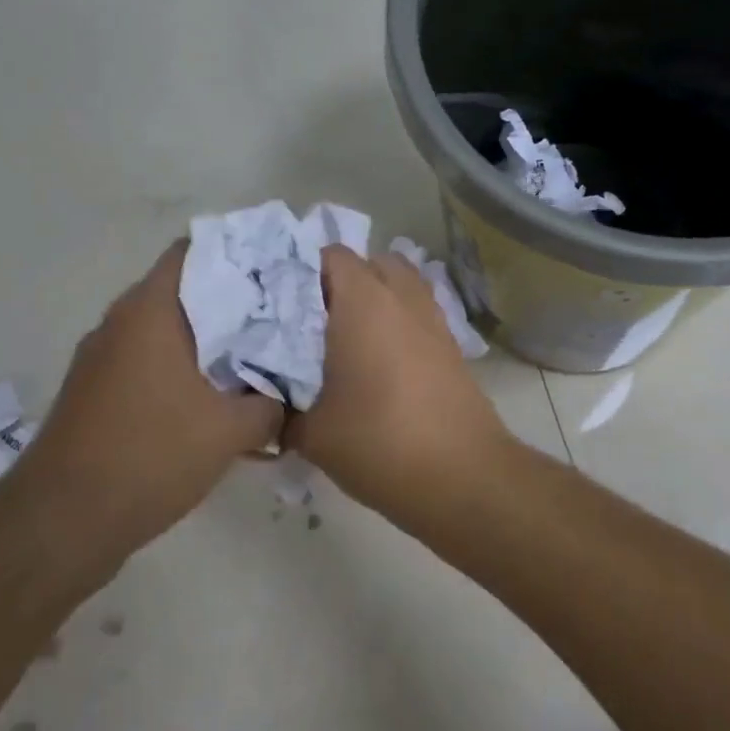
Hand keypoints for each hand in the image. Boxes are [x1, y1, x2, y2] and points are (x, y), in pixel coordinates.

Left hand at [17, 242, 282, 570]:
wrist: (62, 523)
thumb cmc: (151, 455)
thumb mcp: (231, 431)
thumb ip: (271, 404)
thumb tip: (287, 396)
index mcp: (151, 311)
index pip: (194, 251)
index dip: (238, 253)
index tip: (276, 269)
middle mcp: (121, 322)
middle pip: (184, 290)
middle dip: (232, 301)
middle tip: (280, 315)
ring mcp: (102, 358)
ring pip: (167, 329)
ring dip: (208, 339)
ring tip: (256, 355)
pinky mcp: (95, 391)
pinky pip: (149, 361)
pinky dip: (183, 367)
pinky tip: (215, 397)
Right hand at [286, 247, 510, 515]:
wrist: (460, 474)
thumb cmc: (379, 442)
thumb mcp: (312, 432)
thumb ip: (281, 410)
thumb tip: (268, 405)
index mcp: (364, 302)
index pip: (331, 256)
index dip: (303, 271)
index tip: (280, 302)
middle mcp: (402, 297)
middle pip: (371, 262)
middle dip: (342, 281)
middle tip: (313, 320)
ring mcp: (433, 317)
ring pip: (401, 284)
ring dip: (376, 297)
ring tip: (348, 337)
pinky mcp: (451, 343)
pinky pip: (418, 312)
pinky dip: (399, 320)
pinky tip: (380, 361)